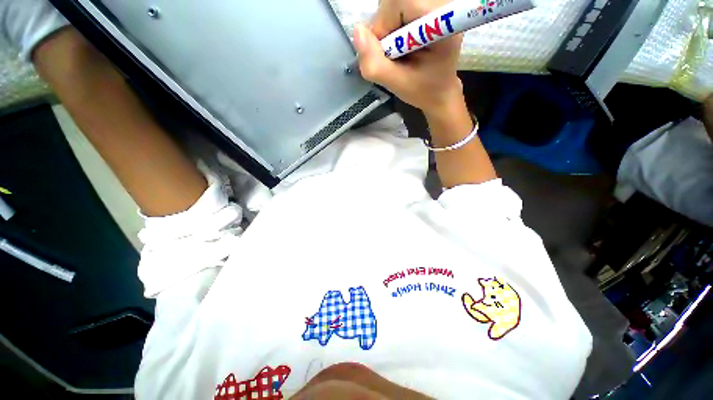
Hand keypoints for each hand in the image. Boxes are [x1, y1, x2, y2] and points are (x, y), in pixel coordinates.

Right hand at [352, 0, 463, 115]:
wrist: (439, 88)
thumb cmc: (423, 89)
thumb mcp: (398, 84)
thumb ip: (376, 64)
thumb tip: (356, 31)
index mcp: (441, 22)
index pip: (401, 1)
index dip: (385, 23)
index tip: (388, 52)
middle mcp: (441, 4)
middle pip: (396, 0)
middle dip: (385, 25)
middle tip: (392, 52)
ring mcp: (435, 3)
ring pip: (394, 2)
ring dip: (387, 26)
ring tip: (398, 49)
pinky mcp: (427, 5)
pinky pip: (397, 6)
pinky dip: (391, 23)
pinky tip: (400, 41)